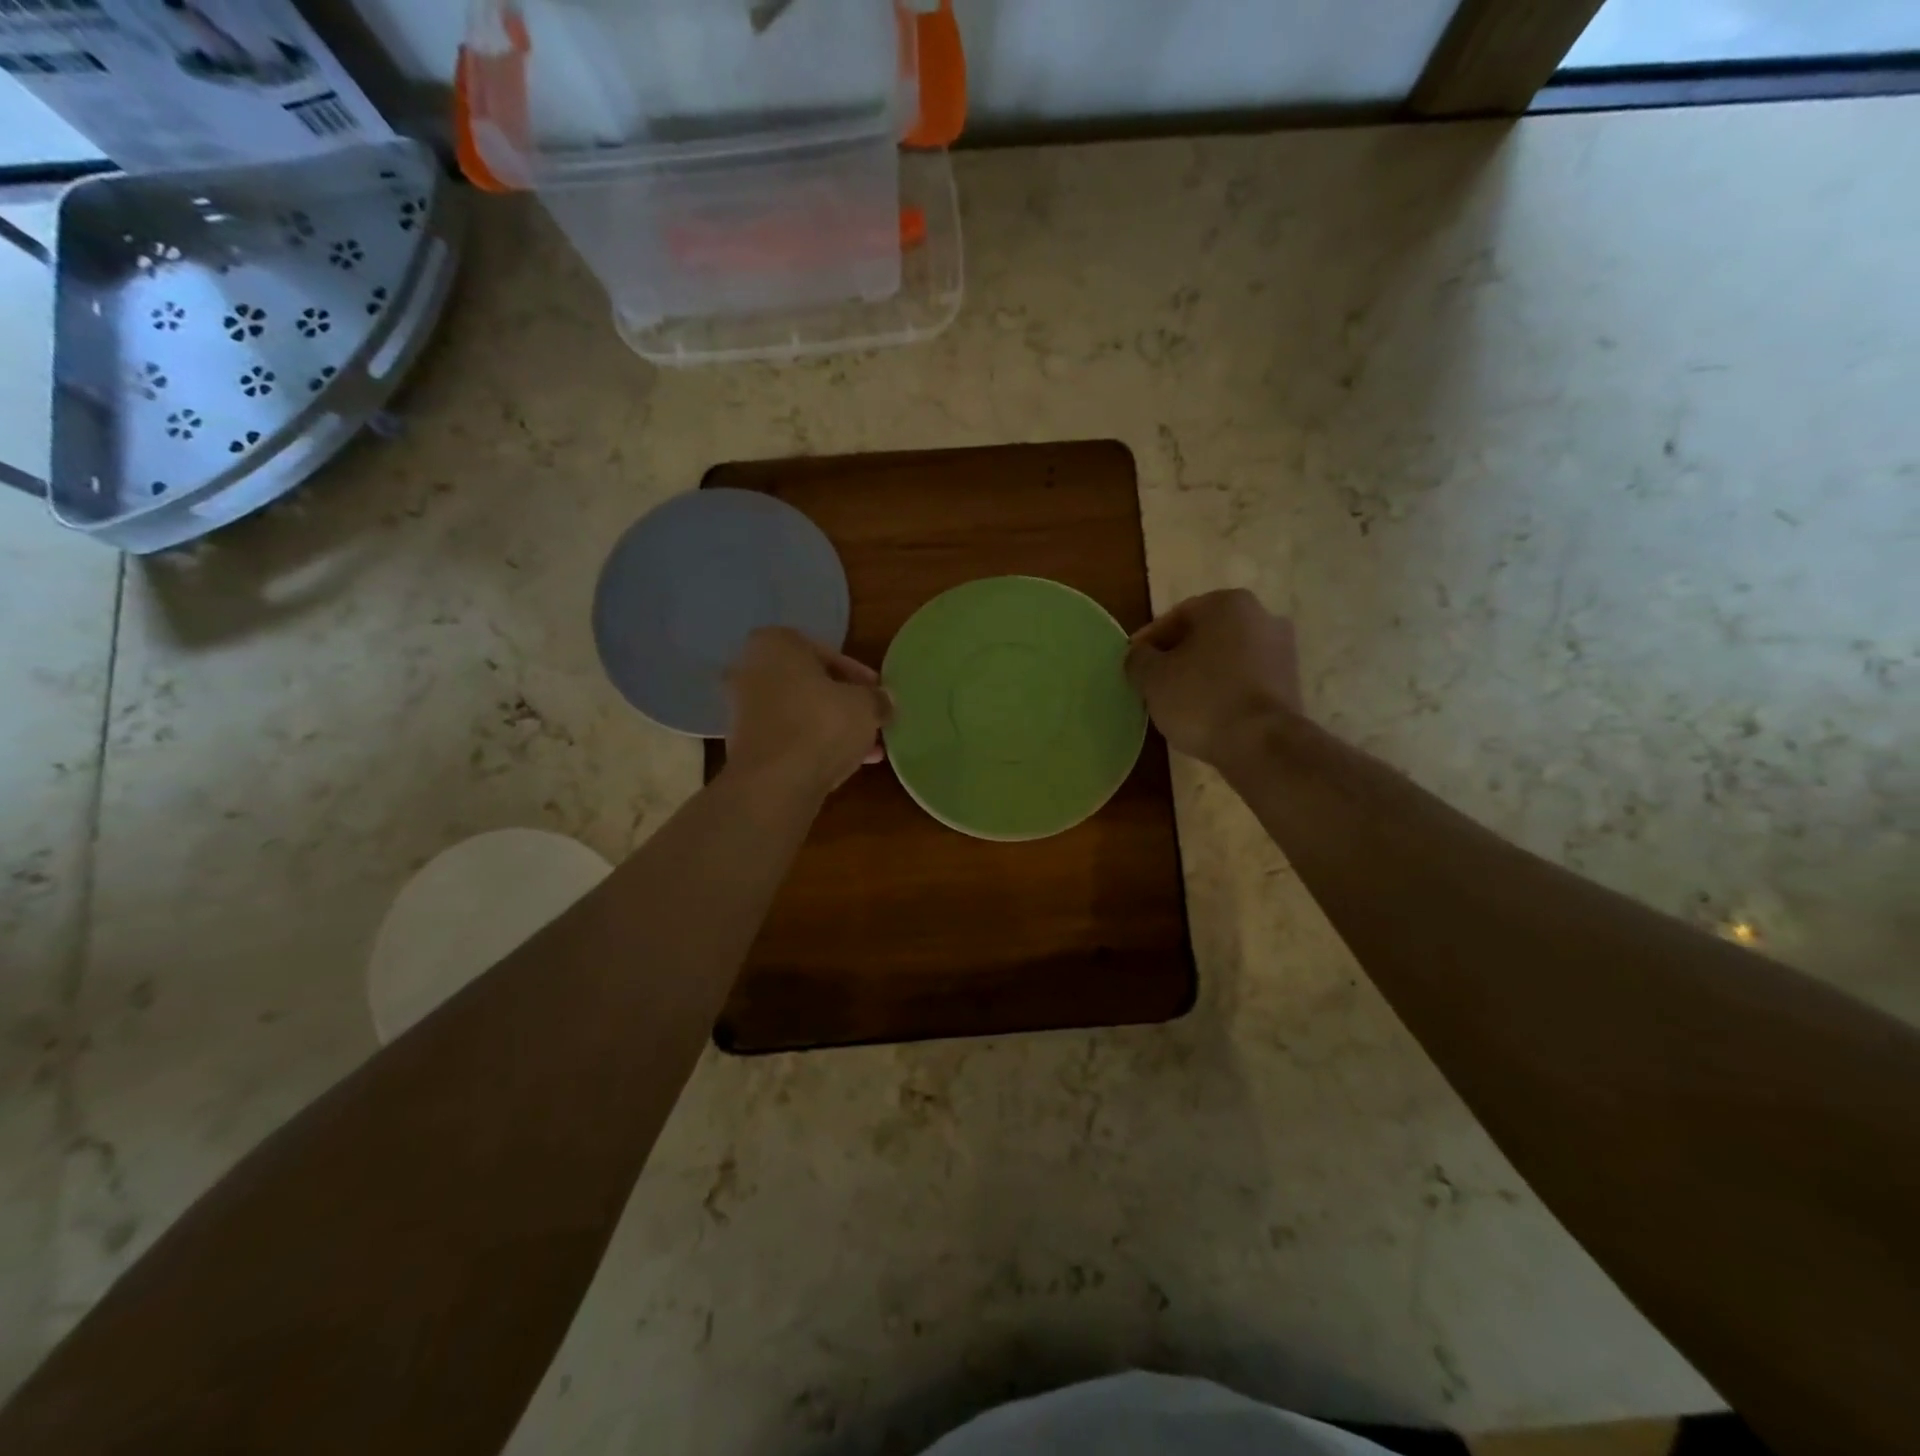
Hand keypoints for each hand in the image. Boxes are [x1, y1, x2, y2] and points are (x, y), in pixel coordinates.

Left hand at [725, 628, 892, 795]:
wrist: (775, 782)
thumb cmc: (821, 724)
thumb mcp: (866, 705)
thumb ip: (877, 698)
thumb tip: (883, 701)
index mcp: (776, 644)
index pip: (827, 654)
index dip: (859, 677)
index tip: (877, 695)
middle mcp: (750, 669)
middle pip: (810, 684)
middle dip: (843, 704)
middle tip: (871, 720)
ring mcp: (742, 709)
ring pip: (800, 713)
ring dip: (832, 728)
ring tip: (867, 748)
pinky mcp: (744, 744)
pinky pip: (788, 737)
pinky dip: (813, 746)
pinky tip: (844, 763)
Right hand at [1124, 589, 1302, 768]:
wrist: (1261, 744)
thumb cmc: (1201, 699)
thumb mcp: (1152, 678)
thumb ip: (1138, 659)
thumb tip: (1139, 656)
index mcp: (1228, 603)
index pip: (1175, 617)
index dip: (1148, 642)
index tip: (1133, 665)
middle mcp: (1262, 616)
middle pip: (1205, 635)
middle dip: (1178, 656)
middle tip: (1154, 682)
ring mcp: (1283, 650)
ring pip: (1226, 658)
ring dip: (1202, 673)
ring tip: (1178, 701)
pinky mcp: (1291, 683)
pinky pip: (1245, 679)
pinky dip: (1224, 690)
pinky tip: (1207, 713)